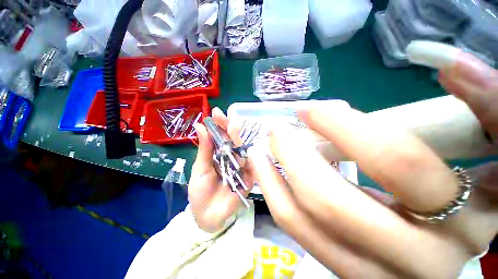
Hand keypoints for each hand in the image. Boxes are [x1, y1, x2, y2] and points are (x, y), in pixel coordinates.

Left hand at [188, 107, 252, 232]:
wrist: (208, 217)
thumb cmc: (200, 192)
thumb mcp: (199, 169)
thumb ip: (204, 149)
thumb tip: (201, 126)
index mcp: (219, 154)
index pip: (221, 136)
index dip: (220, 124)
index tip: (216, 113)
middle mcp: (232, 157)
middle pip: (234, 141)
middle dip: (230, 129)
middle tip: (226, 118)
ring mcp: (242, 167)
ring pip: (242, 151)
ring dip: (239, 140)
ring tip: (234, 127)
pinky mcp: (249, 178)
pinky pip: (251, 167)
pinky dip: (250, 158)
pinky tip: (249, 148)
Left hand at [247, 52, 497, 277]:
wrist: (448, 244)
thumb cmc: (477, 196)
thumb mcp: (487, 150)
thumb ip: (484, 107)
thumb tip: (446, 64)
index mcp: (464, 220)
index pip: (397, 162)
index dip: (343, 127)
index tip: (307, 108)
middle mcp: (416, 258)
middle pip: (330, 200)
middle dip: (292, 156)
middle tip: (274, 129)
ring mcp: (371, 272)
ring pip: (302, 222)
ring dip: (271, 178)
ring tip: (257, 151)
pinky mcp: (344, 272)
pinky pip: (297, 231)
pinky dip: (275, 196)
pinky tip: (265, 172)